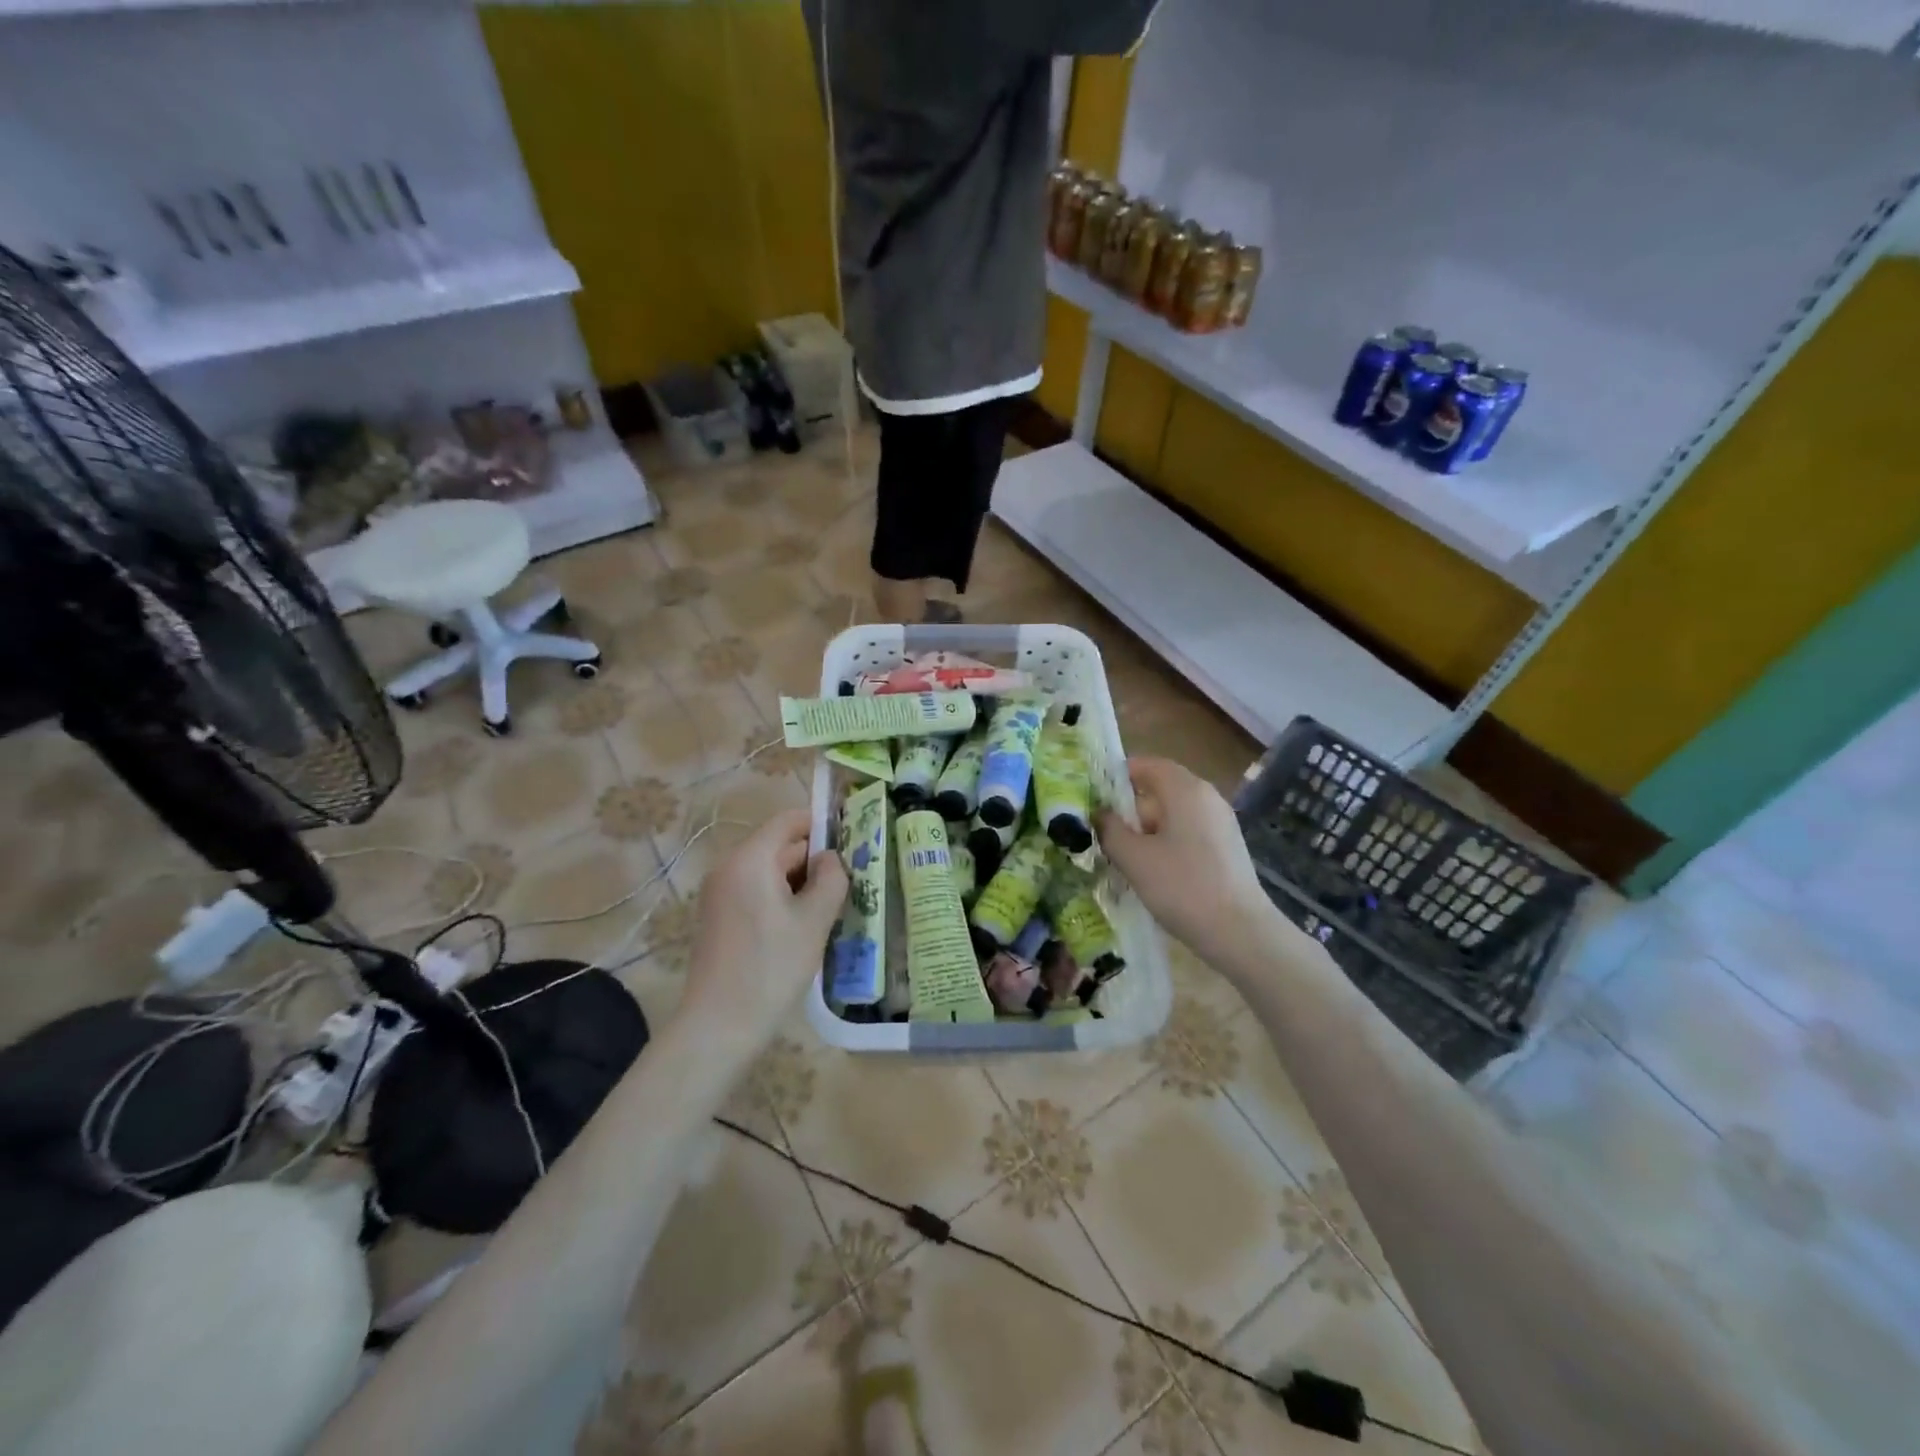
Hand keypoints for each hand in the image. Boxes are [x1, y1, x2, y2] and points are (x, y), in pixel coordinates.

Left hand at [682, 809, 847, 1051]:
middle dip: (815, 860)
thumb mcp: (814, 921)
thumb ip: (831, 879)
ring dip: (801, 883)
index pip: (789, 821)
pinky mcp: (718, 917)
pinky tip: (804, 926)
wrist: (719, 1026)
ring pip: (769, 872)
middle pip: (779, 846)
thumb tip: (831, 859)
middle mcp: (729, 868)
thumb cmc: (771, 967)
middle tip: (850, 882)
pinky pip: (756, 892)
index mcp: (750, 859)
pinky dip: (782, 899)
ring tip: (833, 907)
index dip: (822, 824)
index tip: (853, 842)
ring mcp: (719, 893)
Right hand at [1095, 757, 1270, 969]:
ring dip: (1144, 828)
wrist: (1240, 933)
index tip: (1091, 797)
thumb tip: (1098, 814)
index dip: (1116, 776)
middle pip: (1159, 788)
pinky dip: (1164, 842)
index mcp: (1185, 789)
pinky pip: (1186, 832)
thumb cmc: (1182, 887)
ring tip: (1119, 854)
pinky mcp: (1225, 847)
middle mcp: (1206, 797)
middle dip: (1127, 807)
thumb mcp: (1134, 858)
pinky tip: (1150, 870)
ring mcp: (1219, 822)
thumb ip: (1110, 830)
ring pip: (1172, 813)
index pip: (1145, 765)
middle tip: (1100, 830)